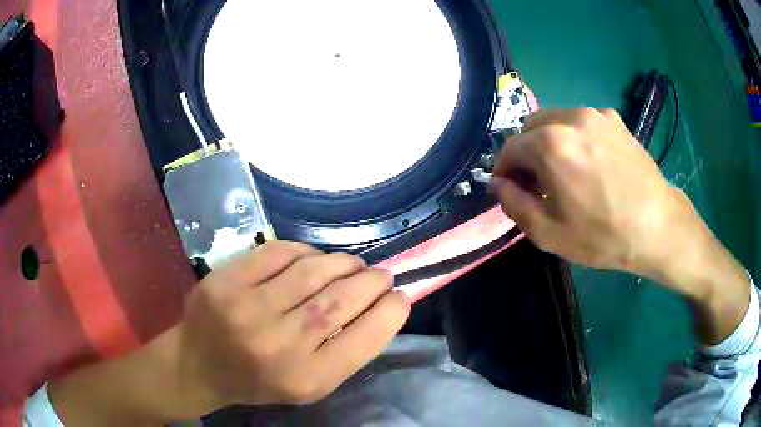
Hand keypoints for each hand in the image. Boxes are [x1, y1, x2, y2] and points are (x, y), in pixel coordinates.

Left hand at [176, 242, 409, 411]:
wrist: (199, 365)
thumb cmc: (259, 381)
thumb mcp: (308, 385)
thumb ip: (343, 353)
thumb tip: (378, 307)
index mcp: (305, 379)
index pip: (365, 338)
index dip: (390, 312)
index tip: (400, 297)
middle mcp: (279, 345)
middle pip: (341, 300)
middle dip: (372, 281)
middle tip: (381, 275)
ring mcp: (248, 309)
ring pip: (313, 271)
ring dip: (343, 263)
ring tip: (352, 265)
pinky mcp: (227, 281)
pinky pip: (279, 252)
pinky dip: (306, 251)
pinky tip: (313, 259)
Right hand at [492, 107, 749, 343]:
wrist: (658, 226)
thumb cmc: (603, 235)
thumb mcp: (549, 233)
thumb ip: (513, 204)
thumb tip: (498, 183)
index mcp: (550, 144)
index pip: (510, 148)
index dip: (503, 170)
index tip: (509, 190)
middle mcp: (570, 118)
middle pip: (530, 128)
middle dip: (526, 154)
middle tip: (538, 183)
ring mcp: (595, 114)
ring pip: (555, 121)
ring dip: (549, 143)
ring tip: (565, 173)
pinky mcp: (614, 119)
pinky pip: (581, 122)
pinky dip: (574, 137)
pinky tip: (589, 163)